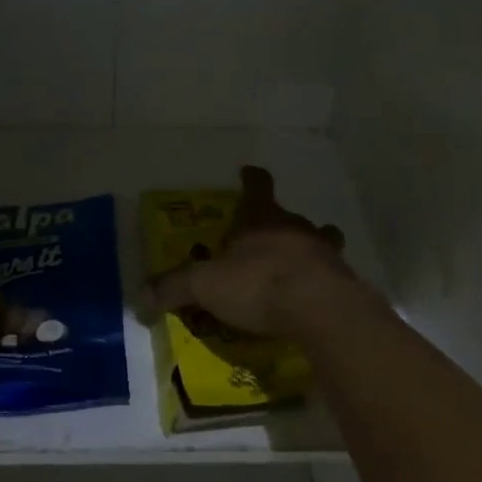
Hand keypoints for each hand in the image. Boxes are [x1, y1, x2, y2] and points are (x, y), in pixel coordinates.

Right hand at [149, 165, 361, 338]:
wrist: (321, 309)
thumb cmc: (259, 282)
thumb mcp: (206, 284)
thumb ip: (175, 288)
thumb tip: (139, 298)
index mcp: (262, 217)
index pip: (257, 185)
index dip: (252, 178)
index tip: (248, 172)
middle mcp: (296, 227)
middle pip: (290, 216)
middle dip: (279, 225)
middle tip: (265, 242)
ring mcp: (324, 253)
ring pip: (318, 242)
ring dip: (307, 252)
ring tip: (293, 272)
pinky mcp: (343, 283)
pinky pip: (329, 277)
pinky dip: (319, 285)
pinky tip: (308, 304)